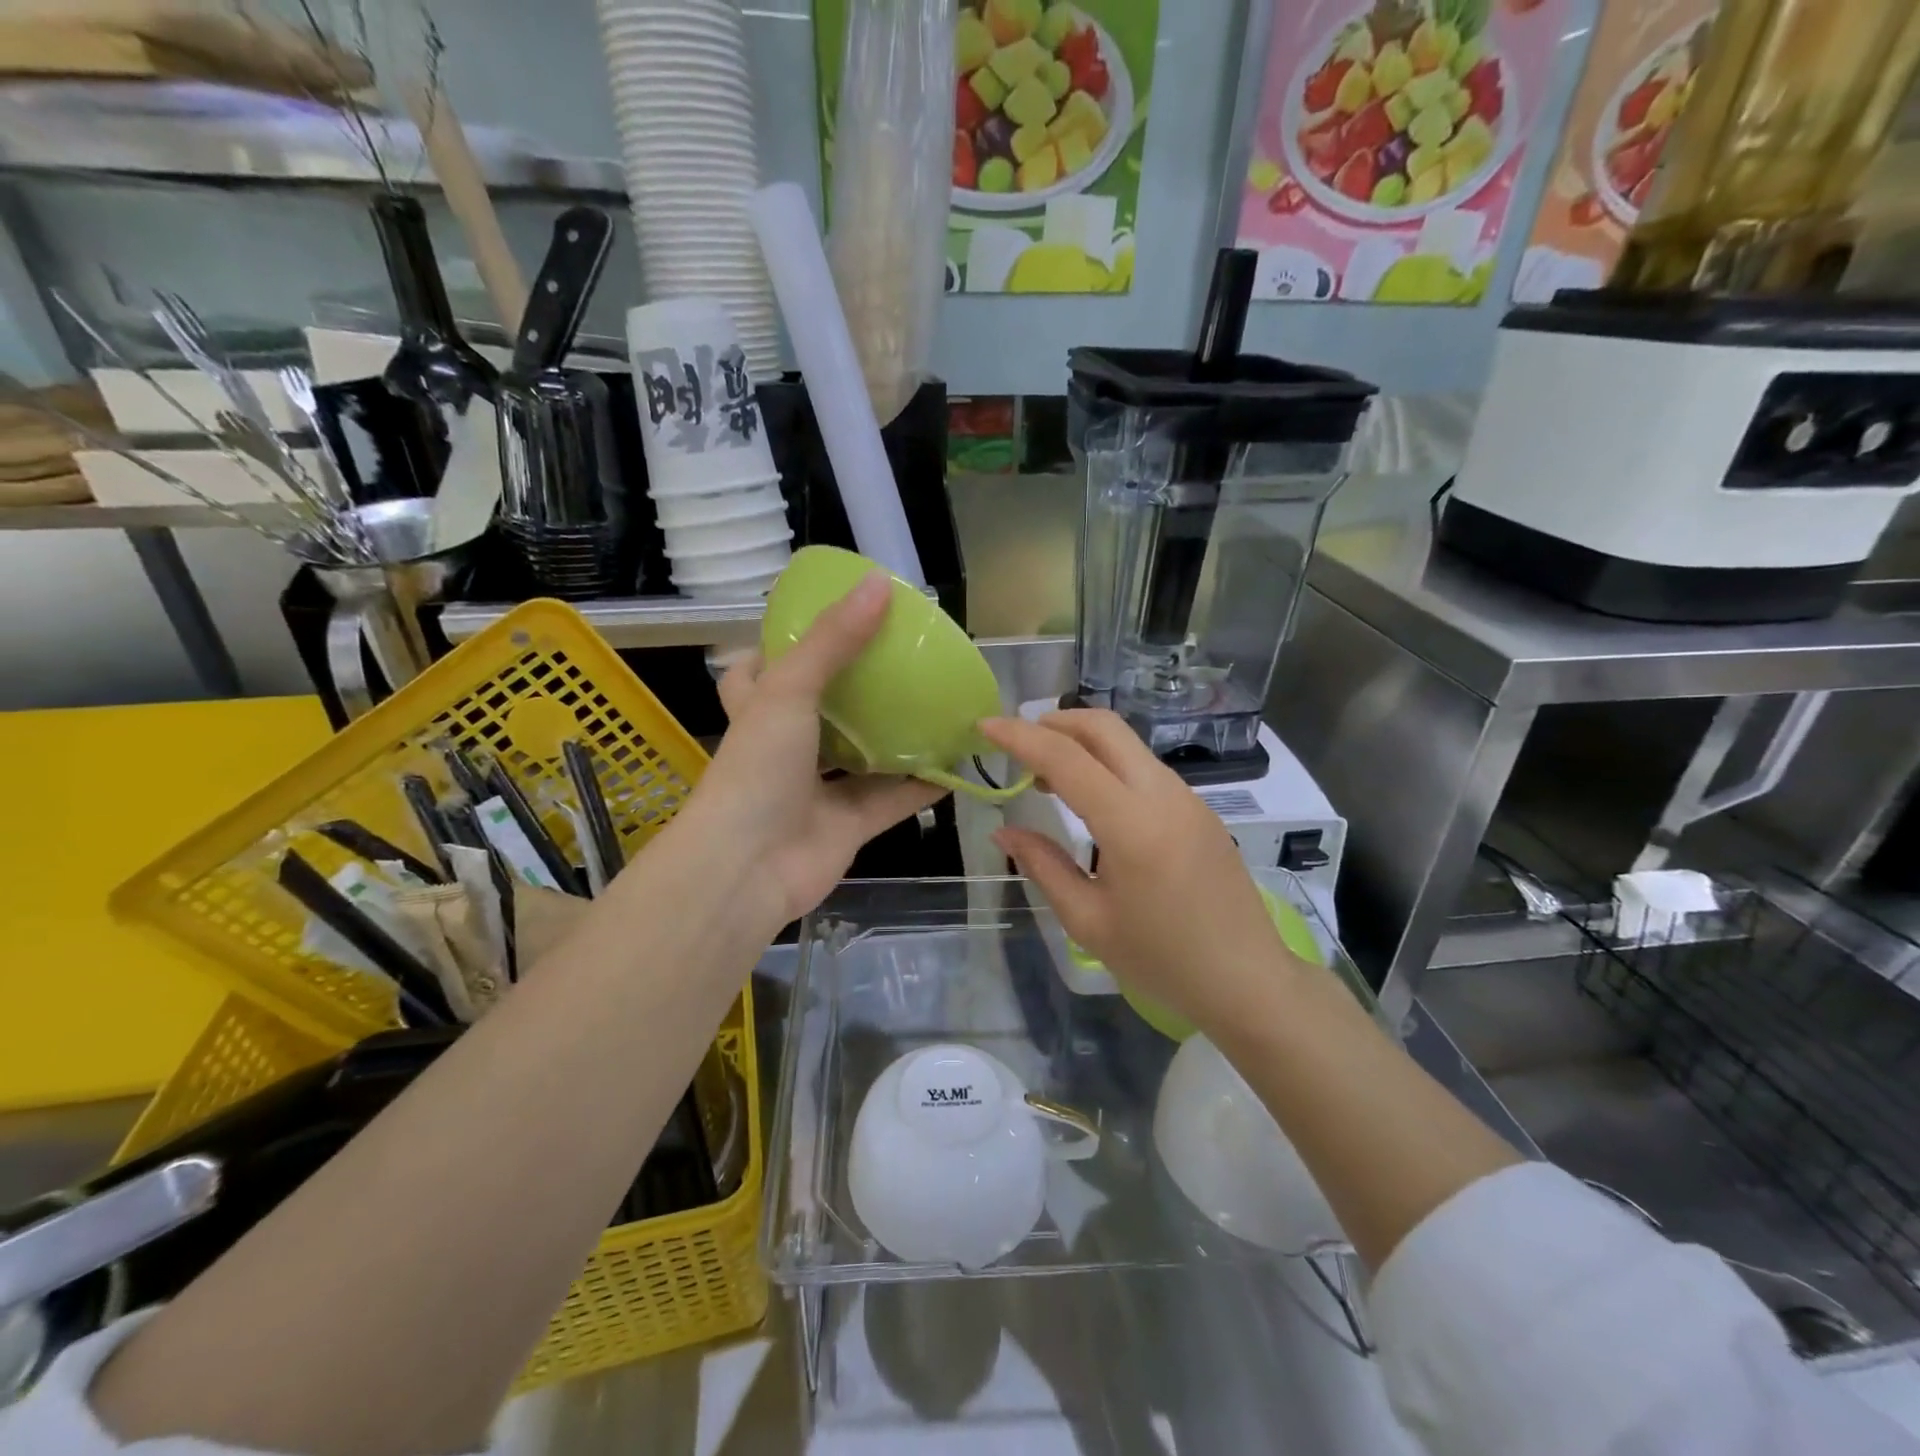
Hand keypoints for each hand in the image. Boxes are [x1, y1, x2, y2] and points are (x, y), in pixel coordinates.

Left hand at [685, 571, 943, 928]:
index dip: (780, 648)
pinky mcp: (849, 825)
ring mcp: (817, 789)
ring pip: (862, 755)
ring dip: (894, 736)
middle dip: (855, 689)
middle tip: (898, 658)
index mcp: (758, 712)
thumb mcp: (789, 689)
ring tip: (935, 703)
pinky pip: (892, 798)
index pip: (757, 672)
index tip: (821, 625)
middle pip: (821, 711)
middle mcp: (786, 748)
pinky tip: (956, 762)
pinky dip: (922, 784)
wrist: (749, 869)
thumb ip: (835, 640)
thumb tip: (880, 583)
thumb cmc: (757, 769)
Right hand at [983, 710, 1307, 1034]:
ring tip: (1046, 775)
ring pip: (1127, 744)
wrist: (1248, 982)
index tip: (985, 726)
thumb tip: (1004, 832)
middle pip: (1104, 728)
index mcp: (1132, 825)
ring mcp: (1187, 798)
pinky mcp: (1199, 809)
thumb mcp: (1088, 921)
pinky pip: (1145, 768)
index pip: (1067, 758)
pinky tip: (1092, 798)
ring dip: (1082, 743)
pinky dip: (1108, 764)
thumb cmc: (1162, 961)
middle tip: (1017, 742)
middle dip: (1055, 722)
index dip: (1020, 736)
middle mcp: (1163, 796)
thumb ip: (1043, 866)